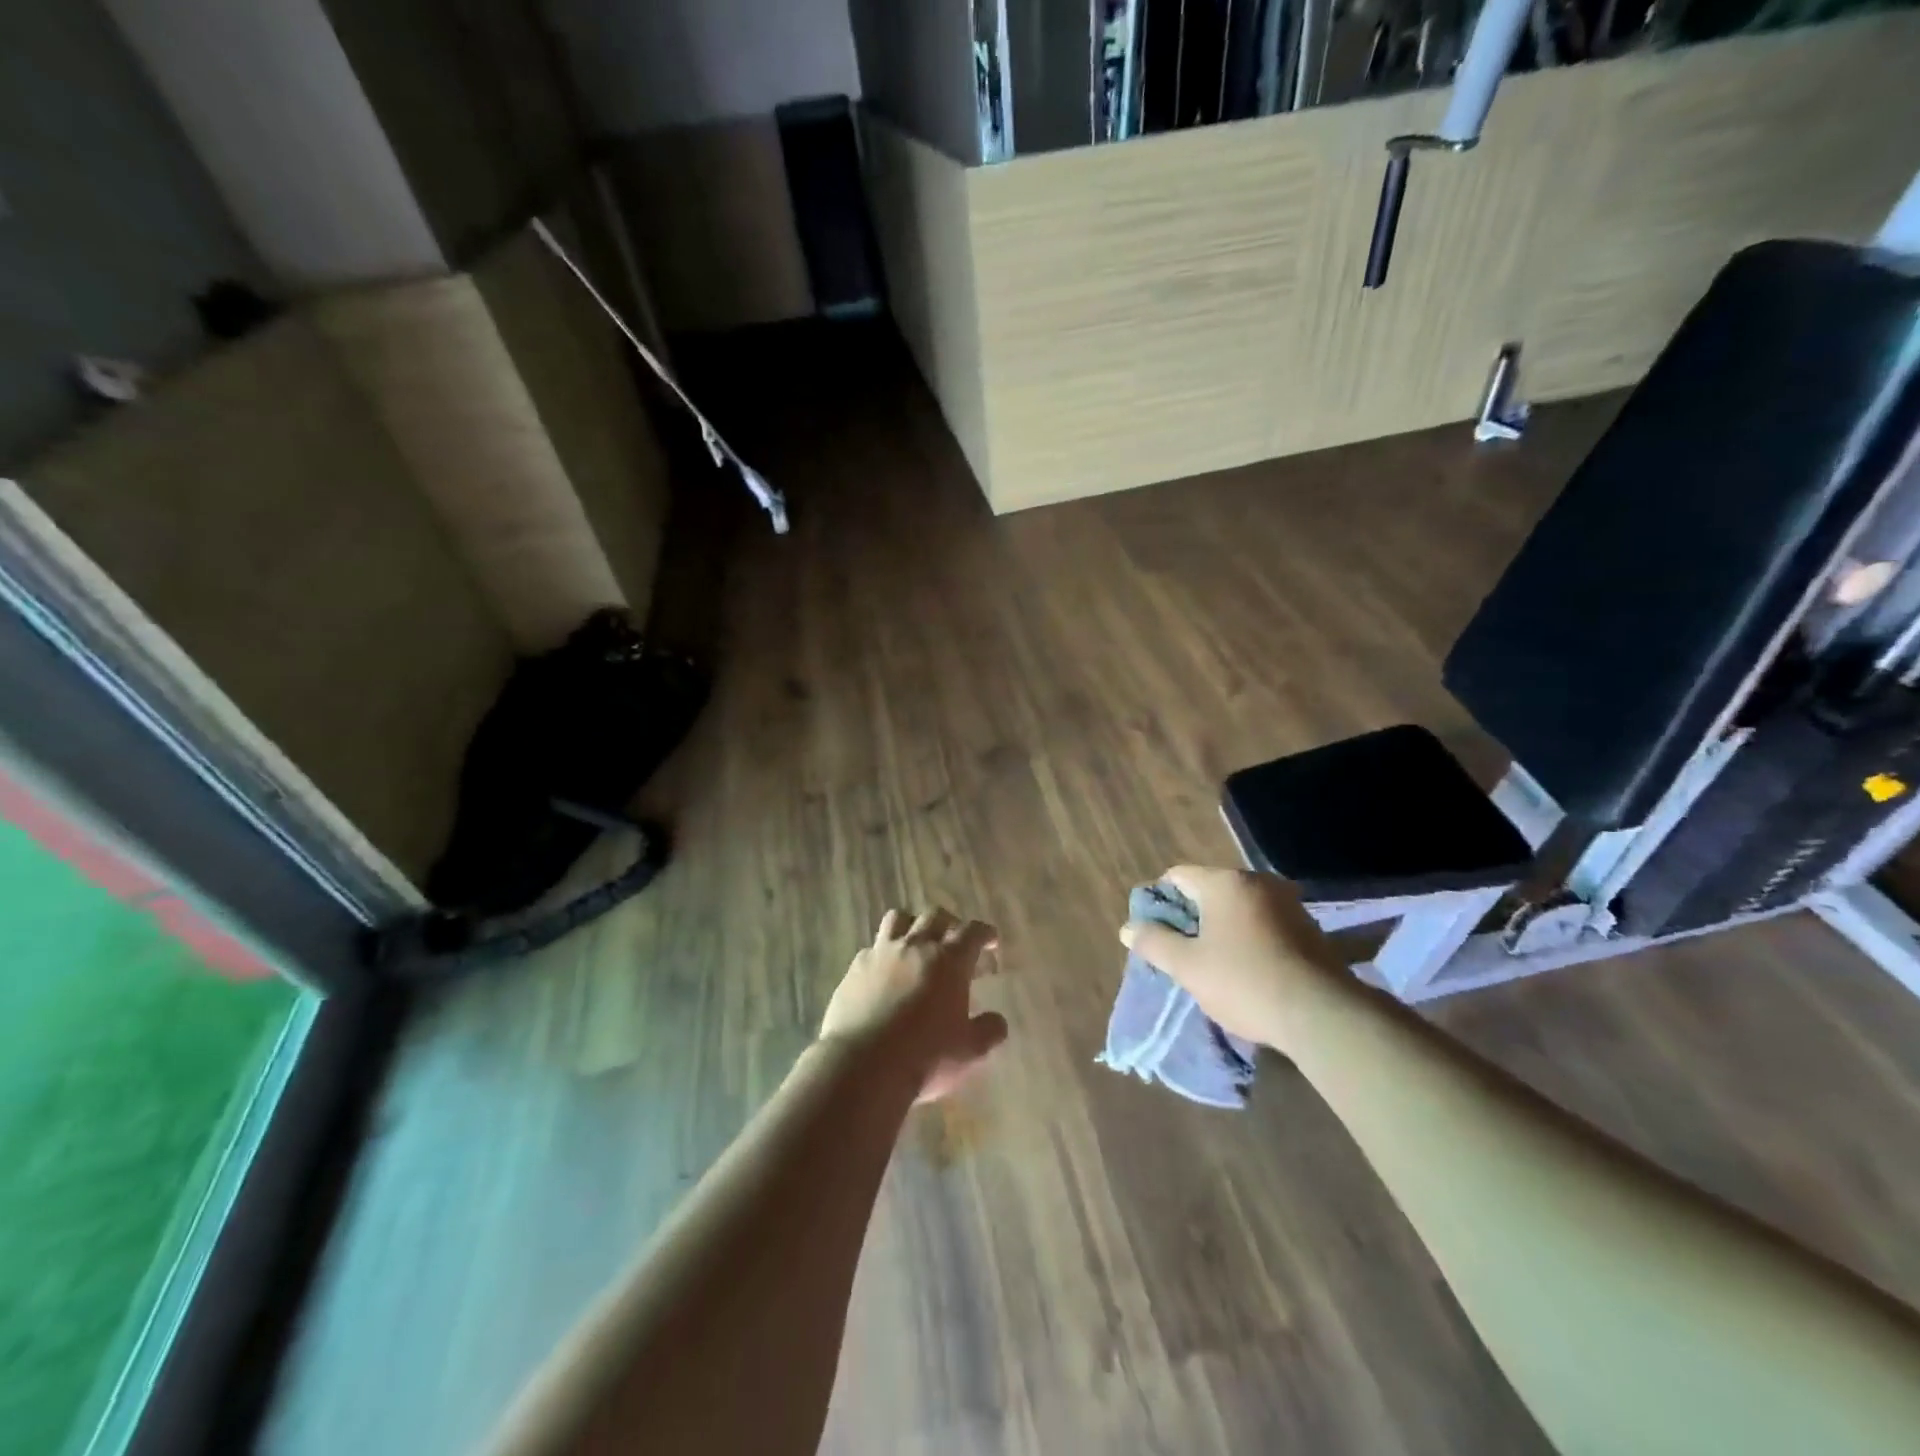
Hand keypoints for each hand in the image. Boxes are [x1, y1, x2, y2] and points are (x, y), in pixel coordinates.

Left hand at [820, 909, 1009, 1102]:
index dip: (985, 933)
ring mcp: (882, 953)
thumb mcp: (969, 1051)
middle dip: (950, 923)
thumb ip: (988, 1031)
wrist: (863, 1064)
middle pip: (935, 916)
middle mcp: (916, 946)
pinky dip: (883, 953)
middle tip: (955, 940)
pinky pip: (872, 947)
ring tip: (916, 941)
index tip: (991, 941)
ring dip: (912, 925)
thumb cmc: (925, 1057)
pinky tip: (884, 971)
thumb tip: (997, 1021)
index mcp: (949, 961)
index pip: (972, 932)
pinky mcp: (855, 967)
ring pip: (898, 919)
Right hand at [1120, 865, 1339, 1052]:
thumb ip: (1154, 943)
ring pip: (1237, 908)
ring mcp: (1287, 903)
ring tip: (1212, 964)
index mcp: (1224, 882)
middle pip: (1208, 890)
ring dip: (1221, 929)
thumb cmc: (1244, 982)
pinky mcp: (1308, 928)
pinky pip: (1263, 923)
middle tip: (1180, 952)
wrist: (1322, 1015)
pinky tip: (1247, 970)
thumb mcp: (1188, 967)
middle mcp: (1257, 882)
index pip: (1177, 876)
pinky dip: (1248, 939)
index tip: (1155, 932)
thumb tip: (1128, 928)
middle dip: (1191, 917)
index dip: (1158, 901)